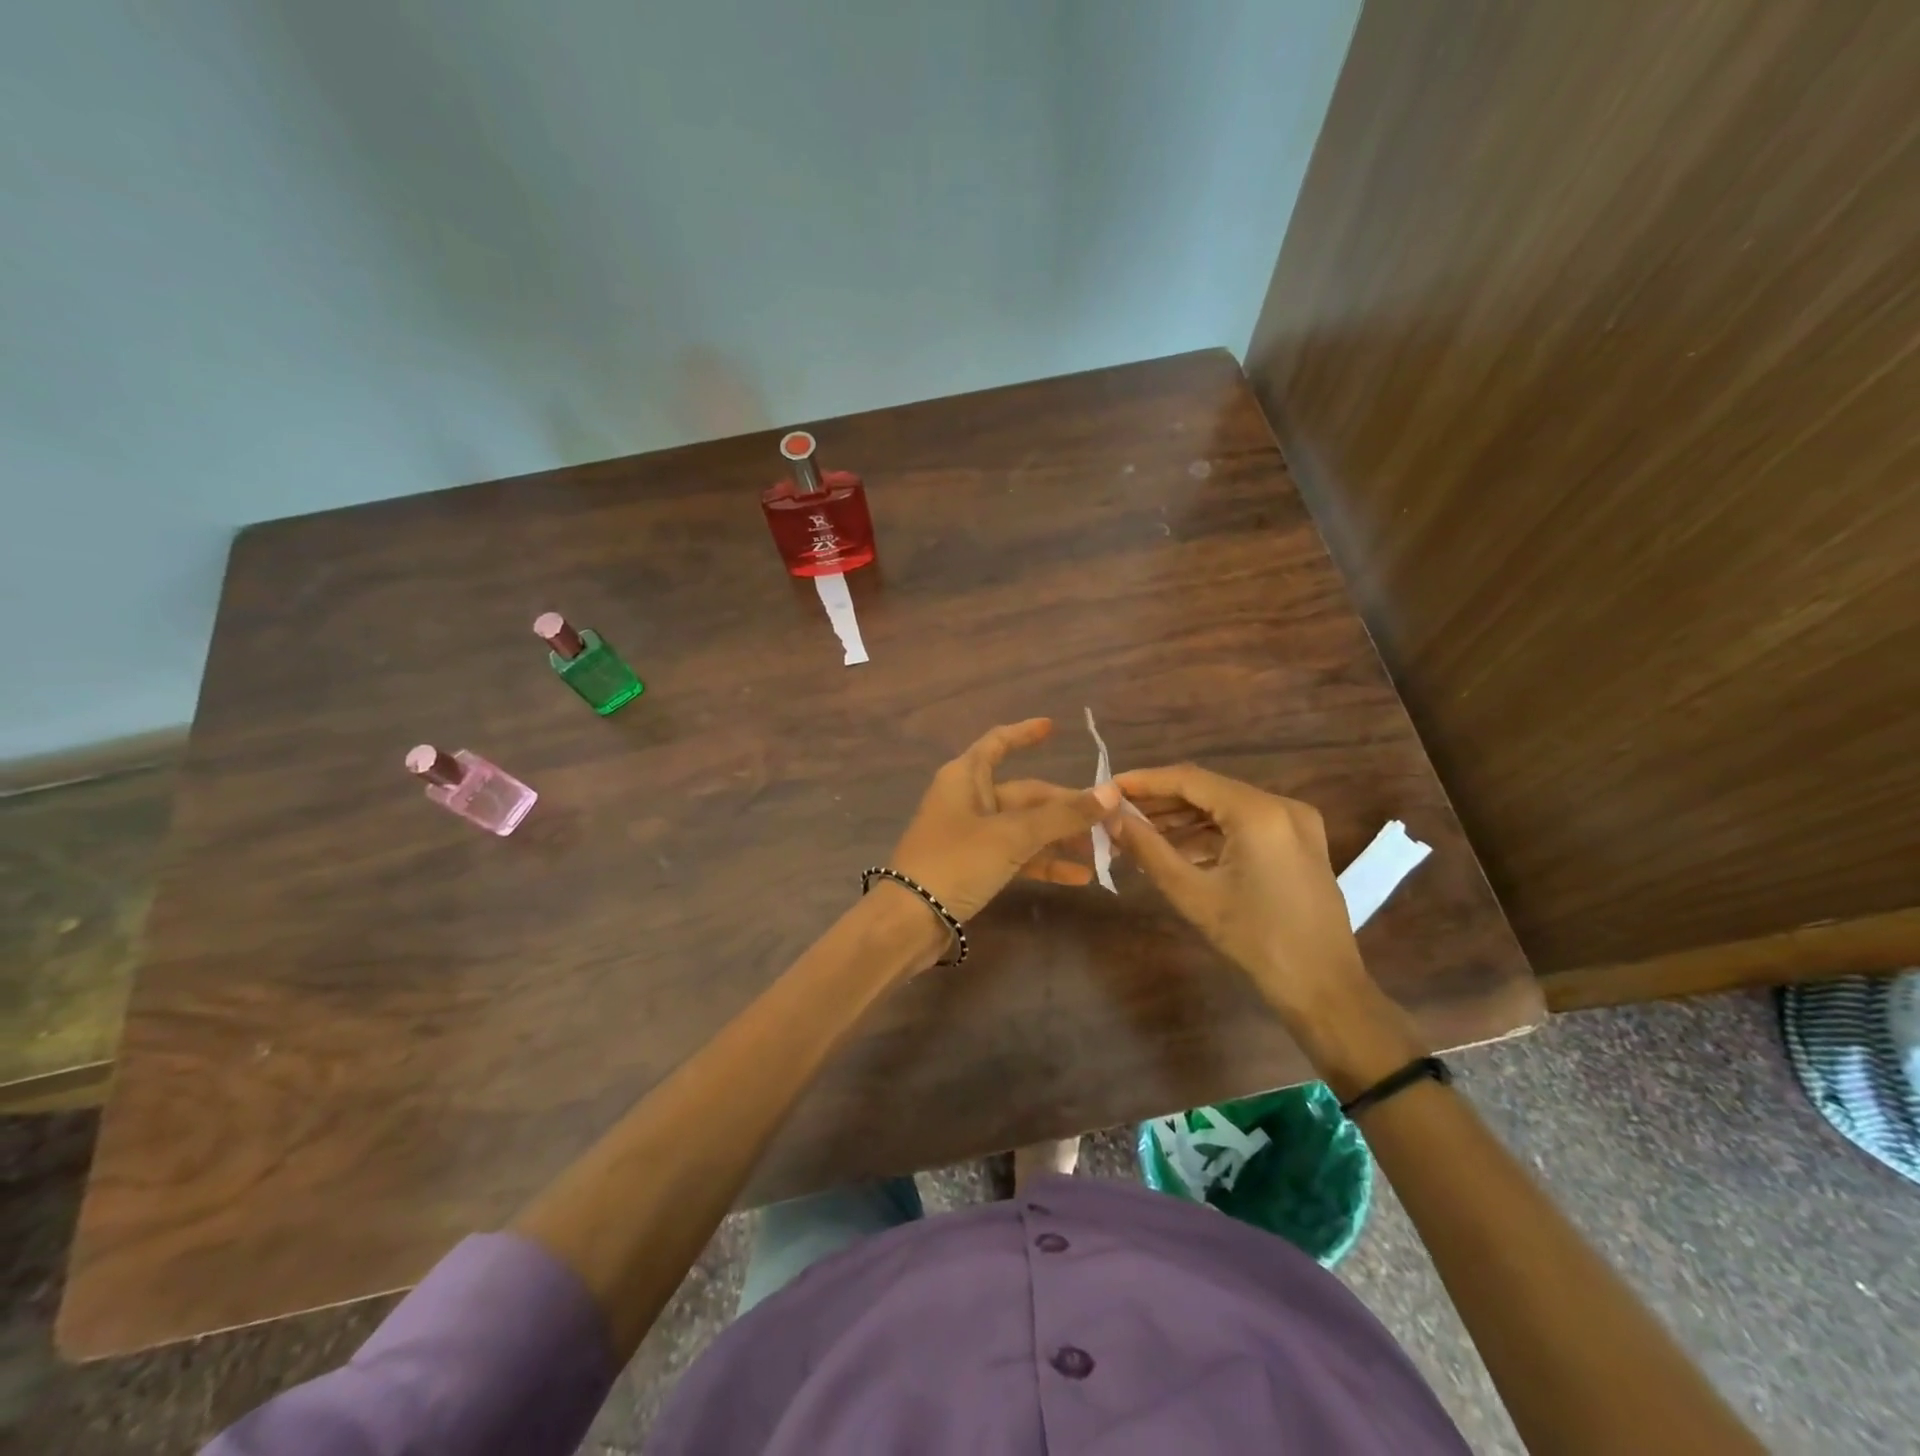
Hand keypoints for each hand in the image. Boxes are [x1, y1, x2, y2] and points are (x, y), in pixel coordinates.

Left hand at [889, 718, 1121, 922]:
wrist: (910, 920)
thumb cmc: (956, 862)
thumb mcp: (1012, 835)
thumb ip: (1062, 815)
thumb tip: (1110, 792)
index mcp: (965, 777)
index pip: (997, 743)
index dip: (1024, 733)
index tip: (1053, 727)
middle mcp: (968, 799)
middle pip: (1025, 793)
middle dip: (1066, 807)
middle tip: (1109, 820)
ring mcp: (972, 835)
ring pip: (1024, 827)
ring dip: (1060, 838)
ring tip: (1103, 851)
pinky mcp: (975, 866)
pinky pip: (1016, 856)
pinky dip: (1044, 863)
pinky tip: (1078, 876)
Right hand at [1109, 763, 1368, 1022]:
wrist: (1324, 989)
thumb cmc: (1256, 941)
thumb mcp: (1192, 893)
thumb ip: (1147, 849)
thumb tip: (1111, 818)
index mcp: (1259, 812)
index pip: (1189, 780)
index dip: (1144, 782)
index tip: (1108, 789)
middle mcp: (1281, 806)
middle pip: (1207, 791)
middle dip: (1160, 803)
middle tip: (1116, 814)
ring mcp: (1294, 824)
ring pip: (1224, 808)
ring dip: (1182, 820)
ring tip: (1136, 834)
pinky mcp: (1298, 843)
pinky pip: (1243, 826)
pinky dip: (1208, 835)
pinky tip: (1174, 850)